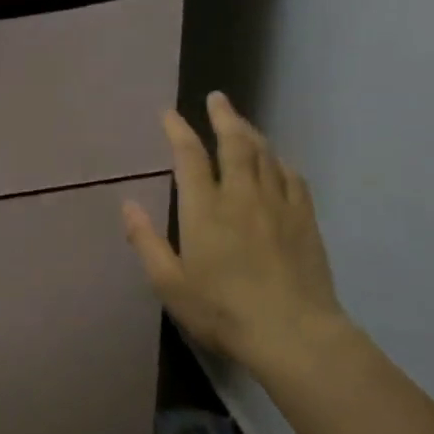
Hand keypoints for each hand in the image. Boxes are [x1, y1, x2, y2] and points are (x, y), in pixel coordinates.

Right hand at [123, 91, 351, 378]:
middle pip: (234, 144)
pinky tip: (278, 163)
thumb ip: (147, 242)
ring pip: (265, 156)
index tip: (169, 113)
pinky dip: (280, 163)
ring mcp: (278, 206)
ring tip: (241, 122)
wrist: (294, 335)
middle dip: (223, 117)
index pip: (190, 157)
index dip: (178, 131)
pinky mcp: (305, 221)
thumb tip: (127, 205)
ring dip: (251, 133)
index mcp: (205, 209)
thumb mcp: (170, 284)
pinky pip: (293, 179)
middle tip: (216, 98)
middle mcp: (242, 197)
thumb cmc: (223, 311)